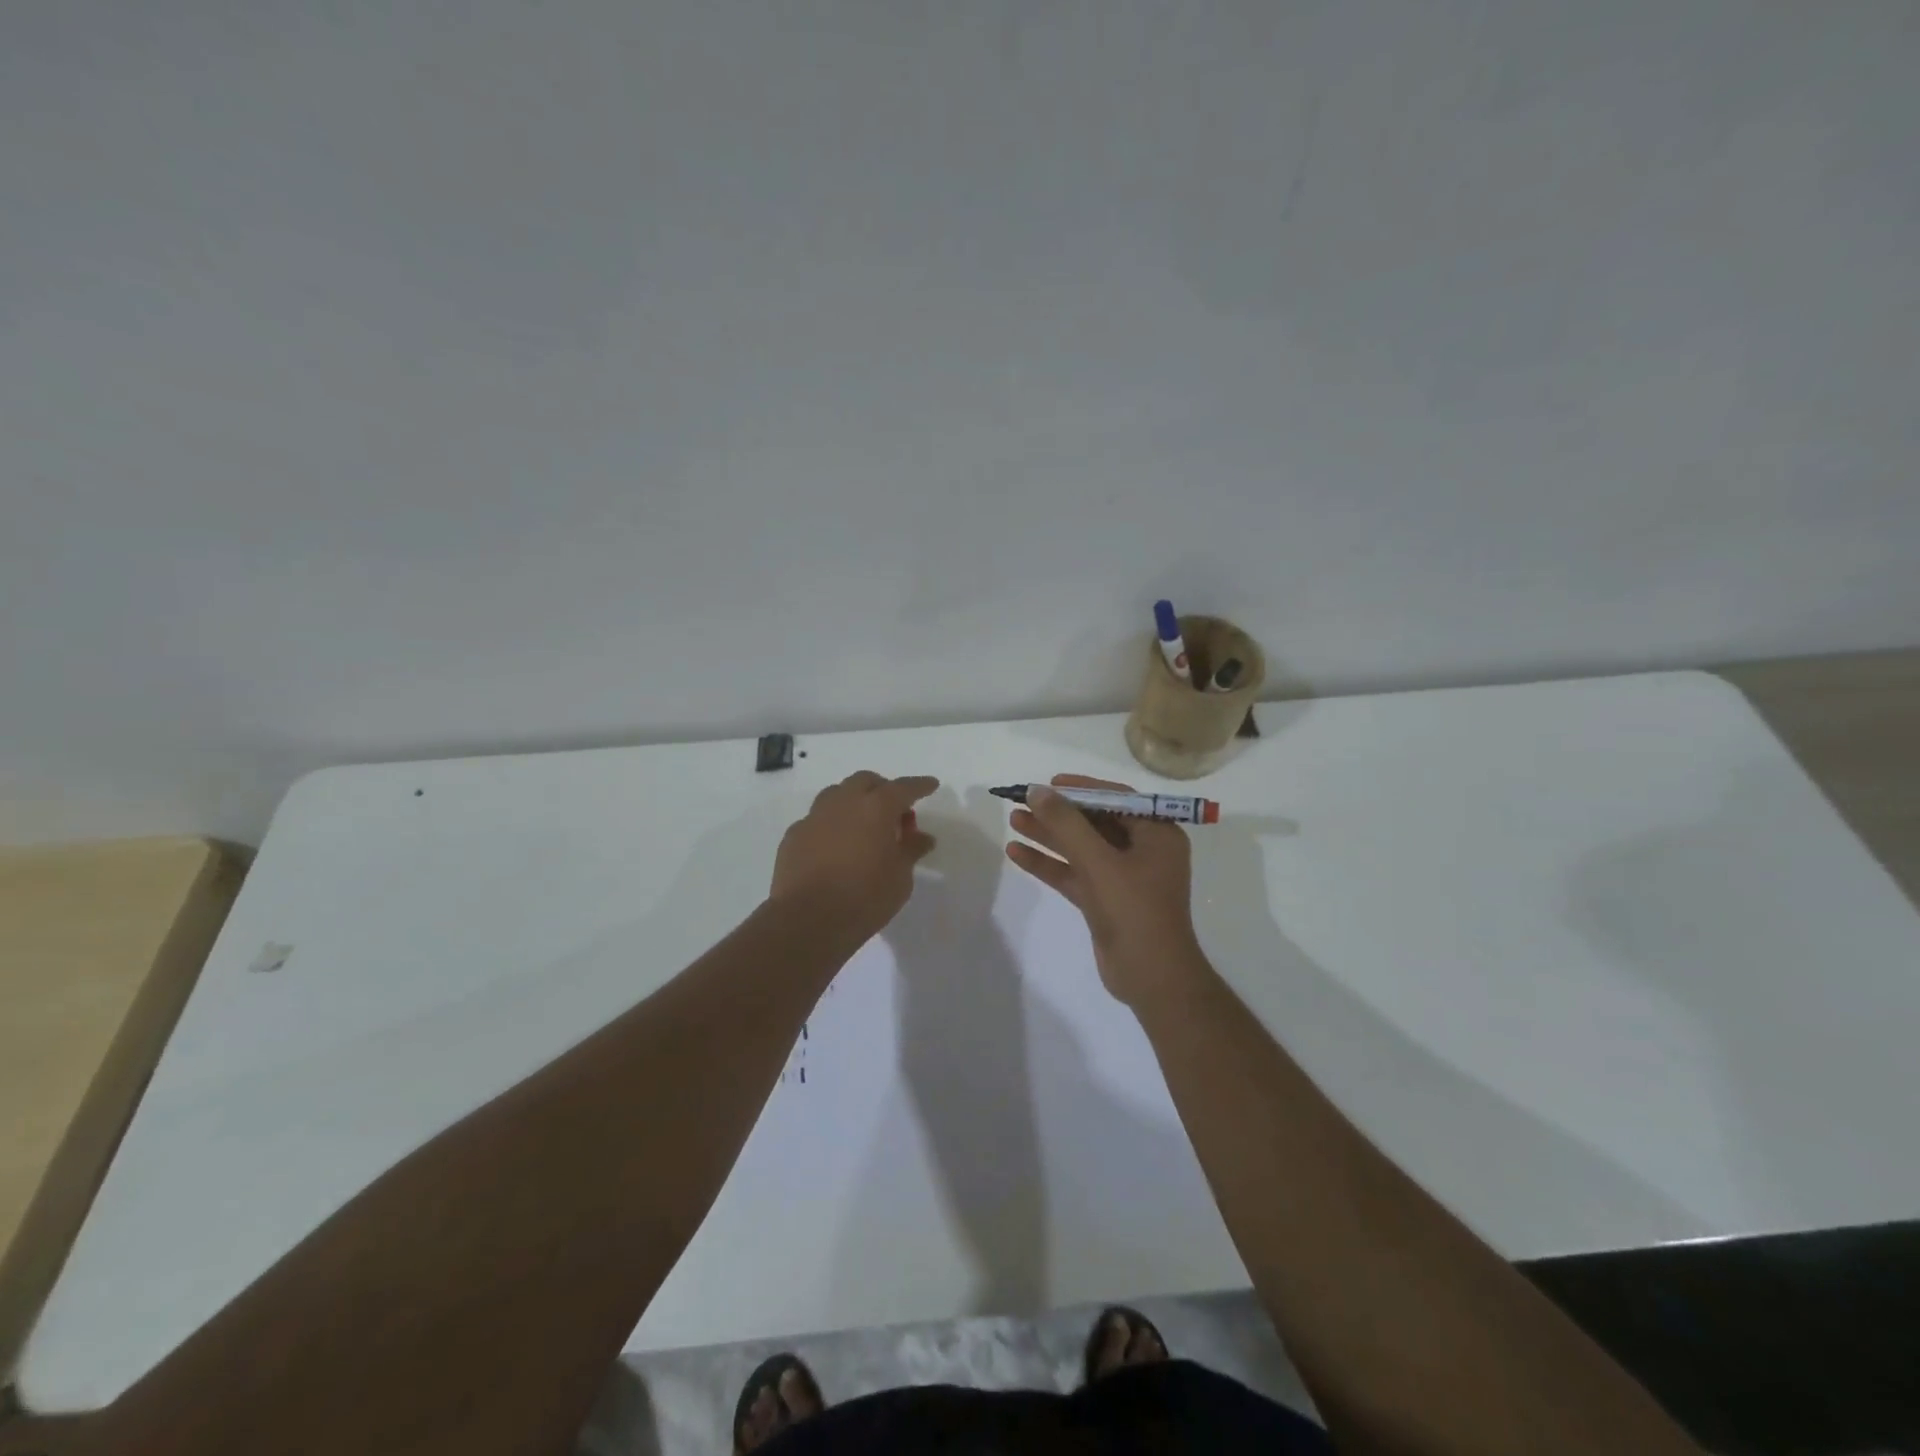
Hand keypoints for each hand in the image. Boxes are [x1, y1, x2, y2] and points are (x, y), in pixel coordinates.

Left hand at [770, 771, 938, 942]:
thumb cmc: (865, 897)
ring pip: (837, 794)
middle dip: (883, 789)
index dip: (920, 785)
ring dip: (854, 802)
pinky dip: (831, 825)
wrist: (807, 919)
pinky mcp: (794, 835)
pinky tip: (835, 846)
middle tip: (894, 813)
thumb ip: (911, 850)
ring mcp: (814, 817)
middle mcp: (844, 802)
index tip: (931, 785)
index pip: (903, 787)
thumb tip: (922, 837)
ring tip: (863, 826)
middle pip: (866, 781)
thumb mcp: (900, 877)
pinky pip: (817, 819)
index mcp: (876, 808)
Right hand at [1004, 774, 1203, 1006]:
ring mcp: (1123, 877)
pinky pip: (1074, 873)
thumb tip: (1037, 790)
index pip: (1117, 799)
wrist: (1152, 978)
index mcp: (1157, 834)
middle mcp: (1143, 851)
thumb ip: (1066, 824)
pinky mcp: (1105, 900)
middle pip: (1094, 822)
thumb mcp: (1099, 862)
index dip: (1081, 789)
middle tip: (1023, 801)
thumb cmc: (1135, 911)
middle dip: (1058, 813)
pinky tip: (1017, 853)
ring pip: (1080, 848)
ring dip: (1048, 836)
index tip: (1049, 784)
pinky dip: (1049, 863)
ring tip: (1013, 820)